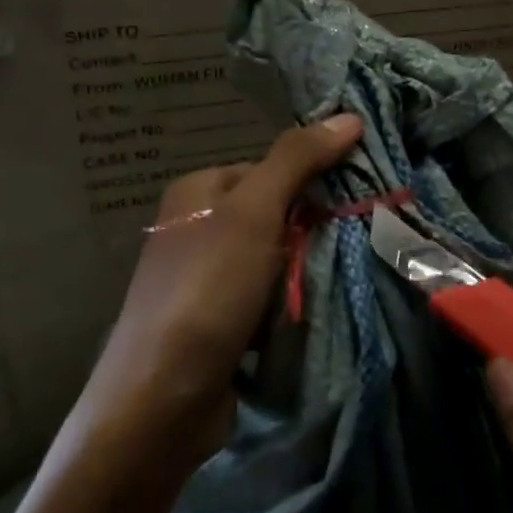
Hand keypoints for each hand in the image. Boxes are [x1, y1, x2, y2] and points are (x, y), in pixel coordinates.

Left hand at [74, 114, 363, 482]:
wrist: (163, 397)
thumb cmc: (208, 289)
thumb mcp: (254, 212)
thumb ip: (297, 161)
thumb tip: (348, 115)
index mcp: (197, 191)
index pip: (271, 170)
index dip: (310, 186)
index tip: (348, 206)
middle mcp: (196, 228)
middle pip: (275, 217)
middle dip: (306, 238)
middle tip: (336, 254)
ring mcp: (205, 279)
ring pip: (275, 262)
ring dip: (299, 278)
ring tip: (315, 293)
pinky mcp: (216, 322)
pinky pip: (265, 301)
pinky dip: (284, 310)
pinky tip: (294, 323)